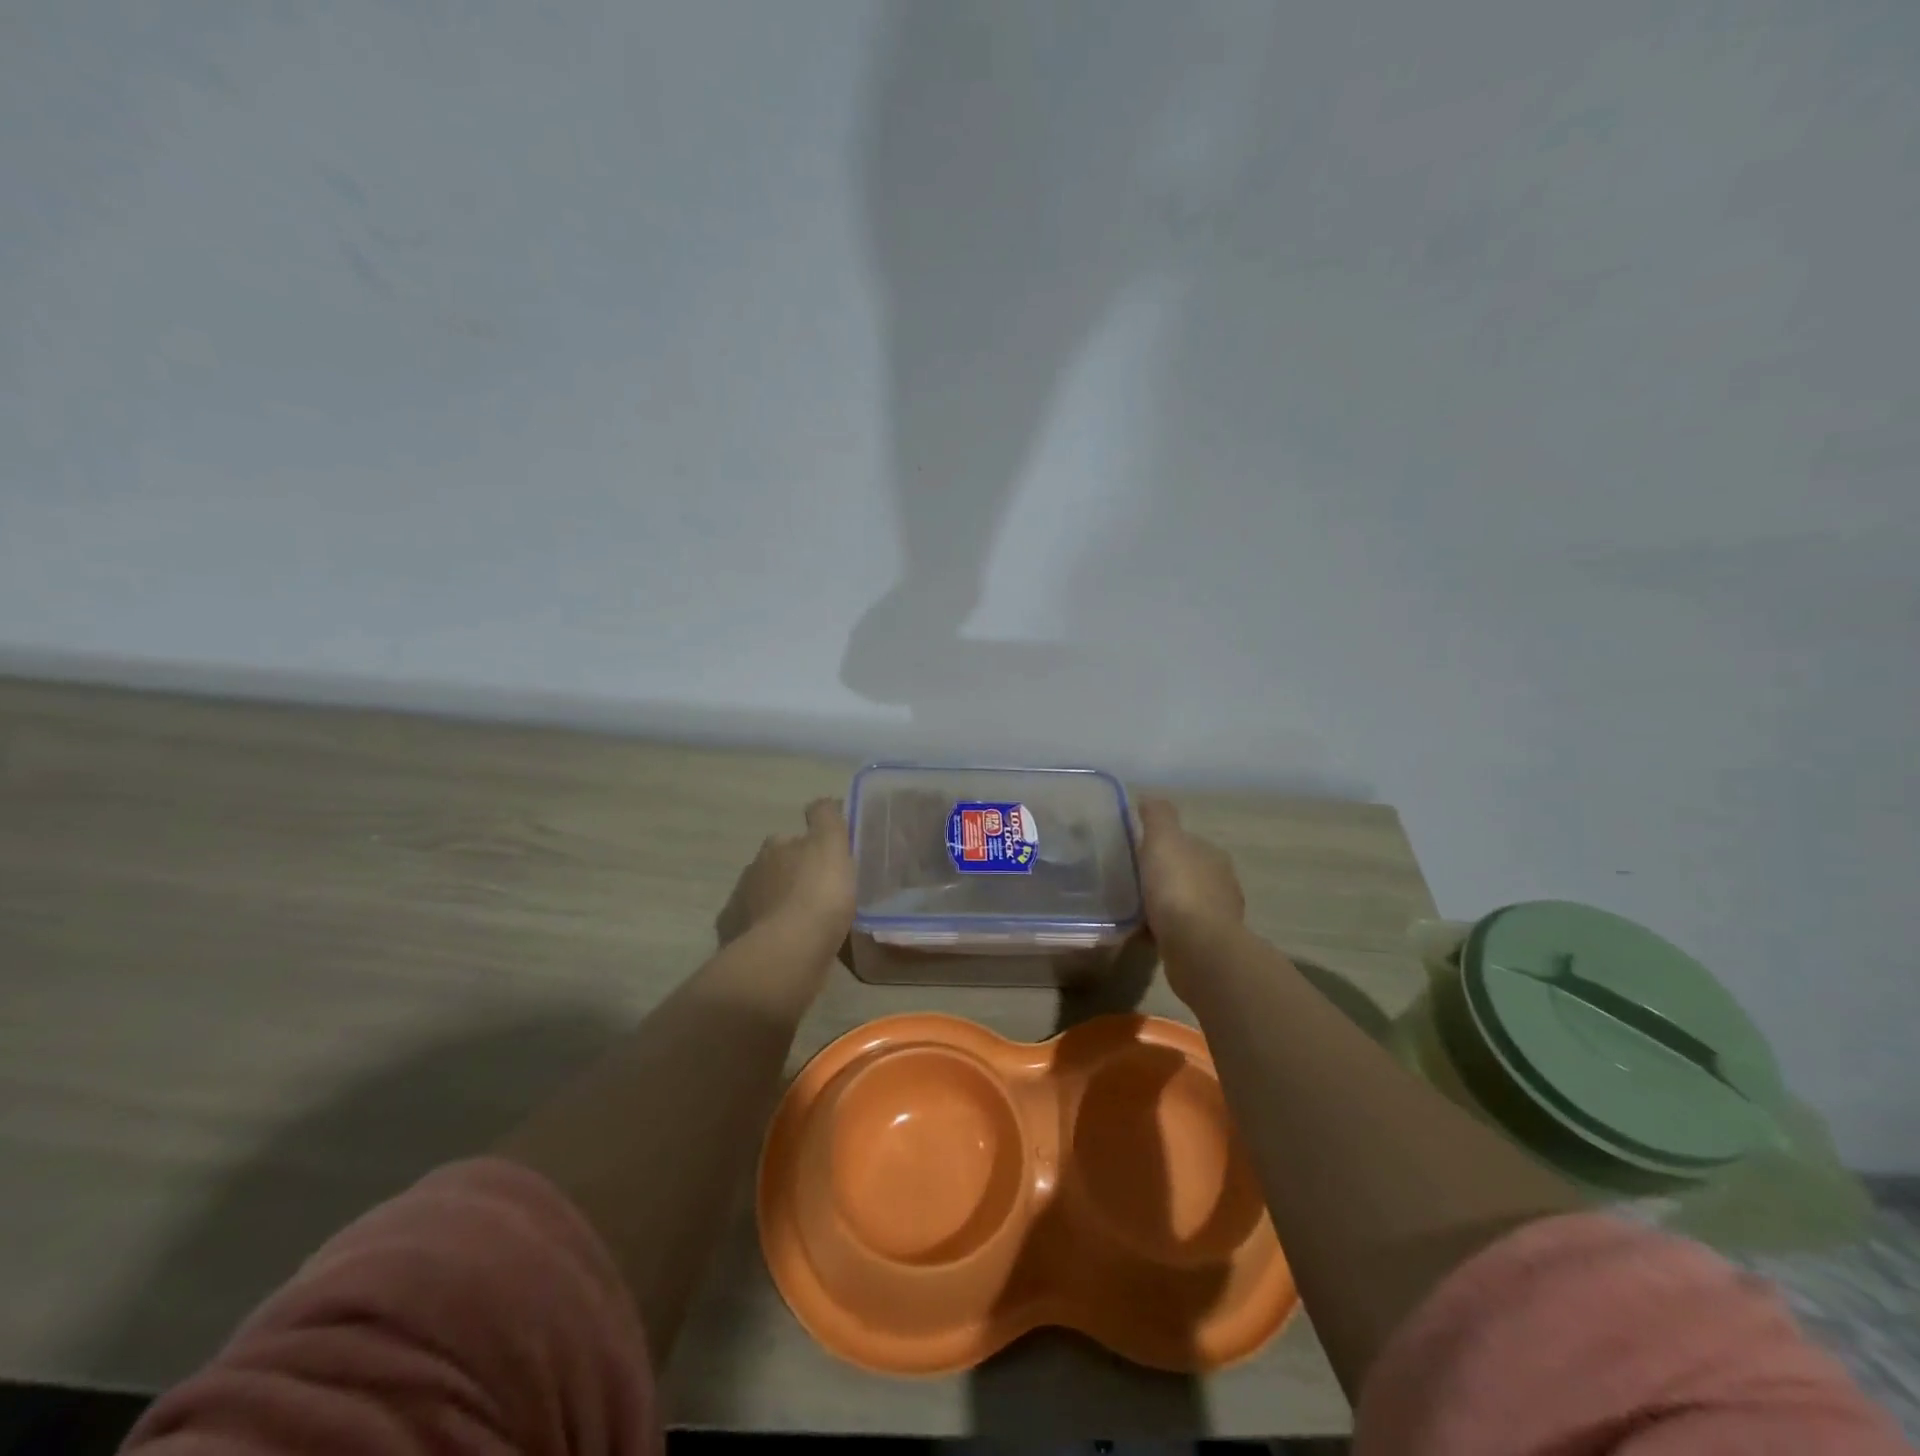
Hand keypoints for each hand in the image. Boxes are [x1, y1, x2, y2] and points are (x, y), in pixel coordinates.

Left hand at [716, 798, 856, 951]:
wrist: (785, 955)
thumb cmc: (816, 896)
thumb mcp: (832, 846)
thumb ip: (827, 818)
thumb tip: (822, 802)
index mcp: (775, 848)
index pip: (789, 840)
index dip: (807, 848)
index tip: (825, 863)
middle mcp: (751, 873)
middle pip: (773, 869)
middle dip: (790, 877)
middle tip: (817, 894)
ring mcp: (739, 909)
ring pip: (762, 901)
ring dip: (779, 907)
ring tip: (803, 925)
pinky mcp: (736, 942)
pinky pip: (755, 933)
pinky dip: (768, 935)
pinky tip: (785, 947)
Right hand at [1137, 798, 1244, 981]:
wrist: (1198, 949)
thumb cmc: (1179, 889)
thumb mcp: (1162, 841)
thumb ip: (1157, 816)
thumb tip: (1150, 797)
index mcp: (1212, 856)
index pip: (1187, 843)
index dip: (1163, 844)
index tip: (1137, 851)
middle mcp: (1221, 884)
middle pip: (1187, 872)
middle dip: (1165, 875)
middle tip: (1132, 879)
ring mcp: (1218, 917)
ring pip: (1185, 903)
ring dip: (1166, 904)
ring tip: (1134, 907)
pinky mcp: (1208, 946)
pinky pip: (1181, 930)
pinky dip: (1165, 929)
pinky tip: (1145, 932)